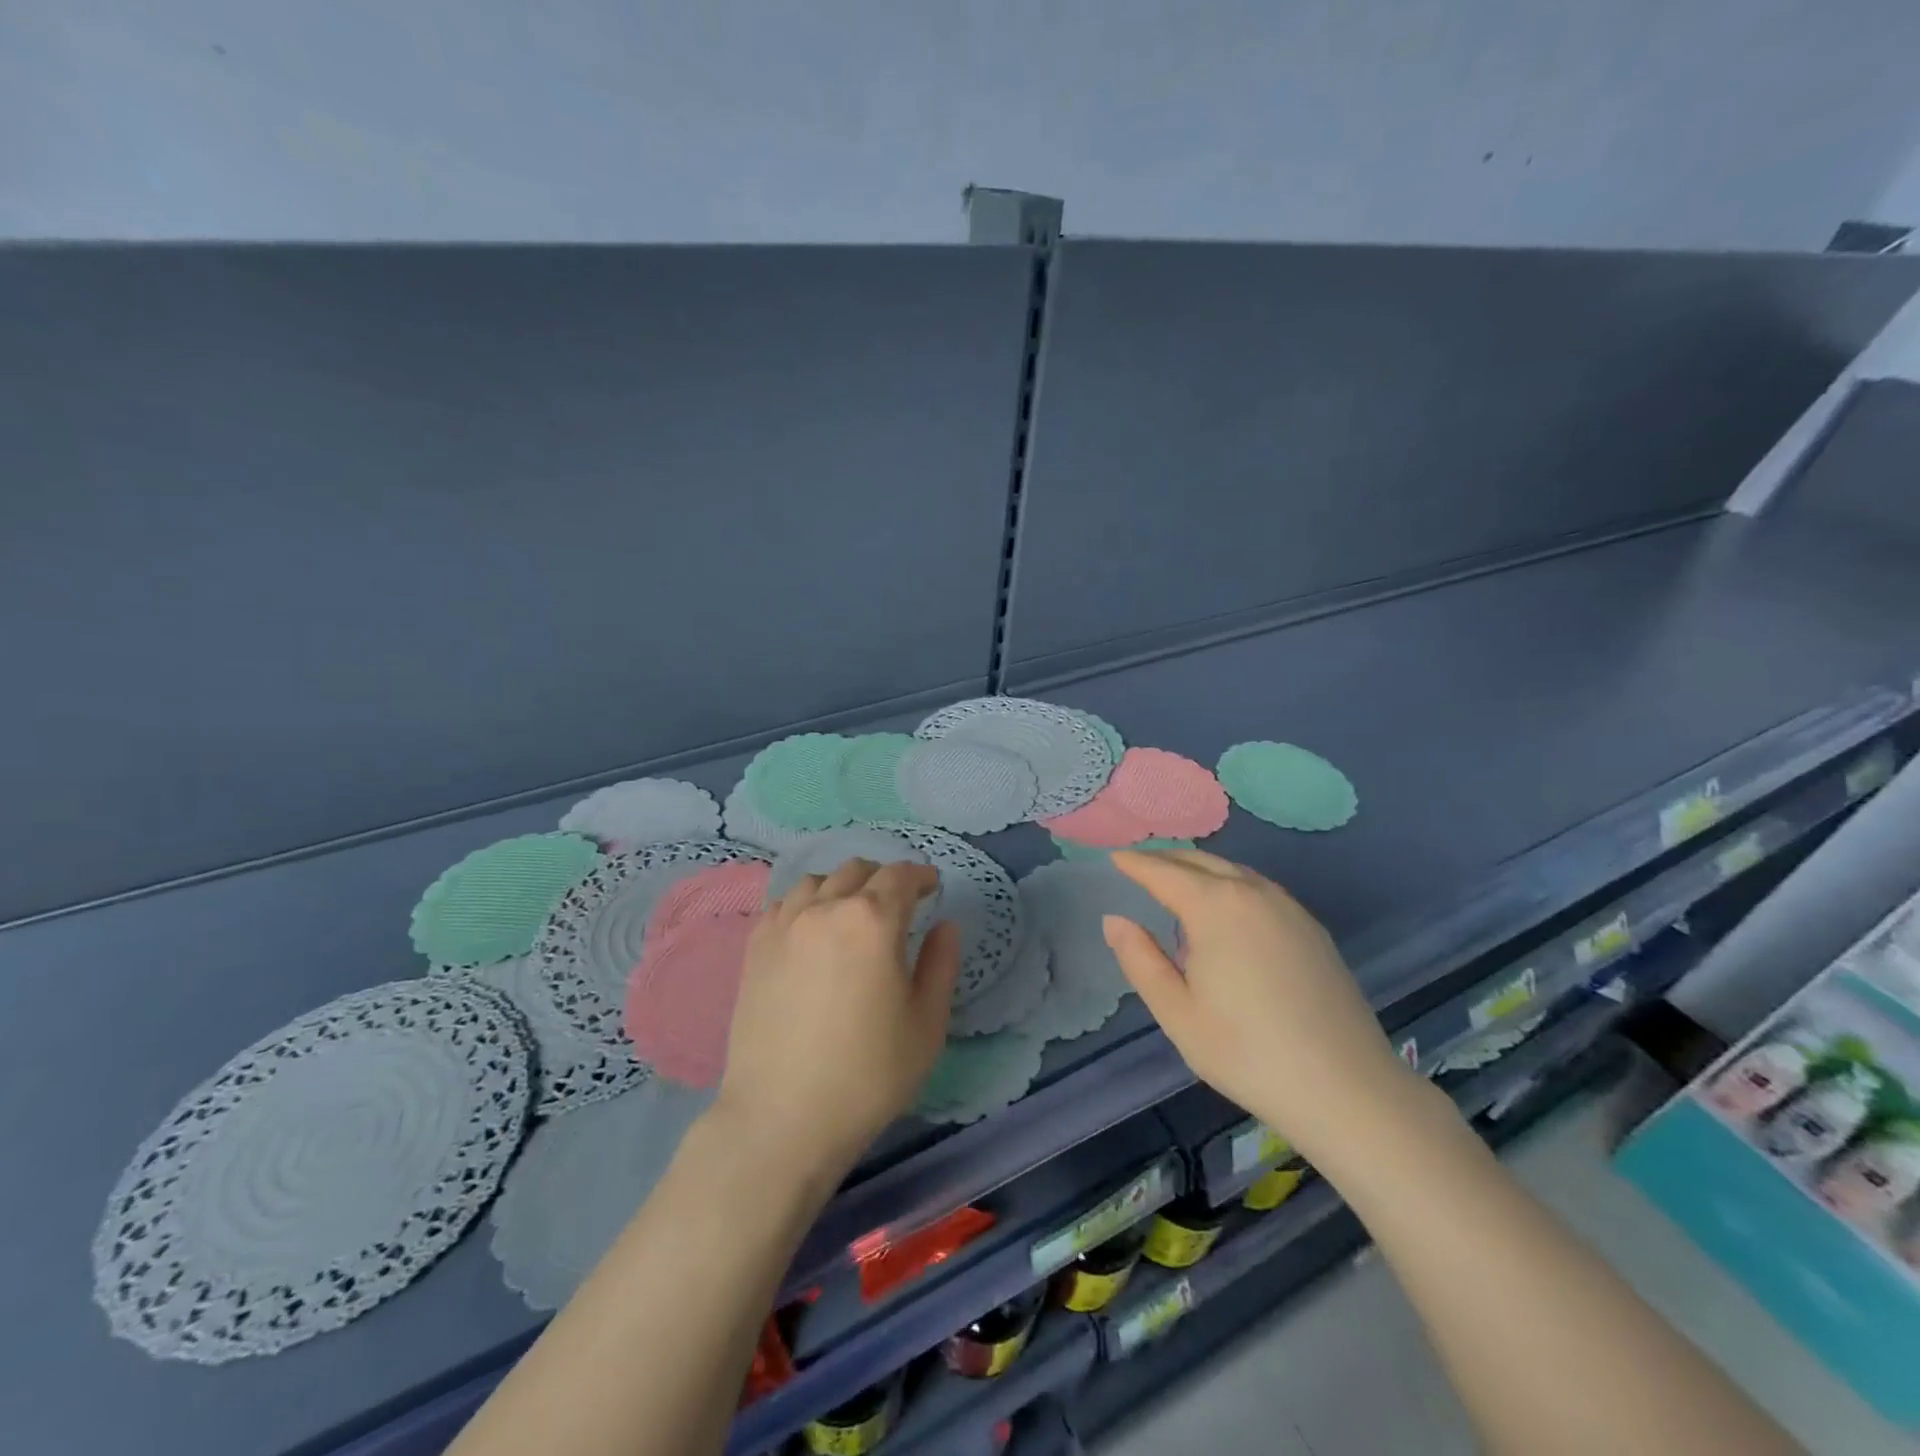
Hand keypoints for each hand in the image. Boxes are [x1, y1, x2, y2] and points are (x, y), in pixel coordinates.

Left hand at [714, 858, 959, 1182]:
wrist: (782, 1118)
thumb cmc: (868, 1074)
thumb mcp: (927, 1023)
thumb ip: (941, 964)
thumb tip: (944, 926)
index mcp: (873, 920)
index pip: (900, 876)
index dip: (921, 876)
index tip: (933, 886)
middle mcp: (826, 909)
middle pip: (857, 871)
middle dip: (884, 878)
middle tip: (898, 902)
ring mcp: (784, 925)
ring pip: (817, 881)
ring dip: (843, 886)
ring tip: (852, 913)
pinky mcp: (755, 948)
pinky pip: (784, 905)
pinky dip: (806, 904)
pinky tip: (812, 930)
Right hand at [1104, 848, 1424, 1162]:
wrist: (1347, 1088)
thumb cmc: (1247, 1052)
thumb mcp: (1177, 1012)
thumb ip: (1140, 960)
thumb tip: (1114, 920)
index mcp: (1214, 906)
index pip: (1164, 872)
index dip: (1136, 863)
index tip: (1114, 856)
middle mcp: (1252, 893)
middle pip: (1200, 861)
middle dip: (1166, 859)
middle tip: (1139, 865)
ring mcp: (1288, 908)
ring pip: (1233, 871)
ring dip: (1200, 869)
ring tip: (1176, 883)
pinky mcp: (1311, 928)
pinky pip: (1259, 889)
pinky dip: (1230, 884)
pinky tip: (1226, 911)